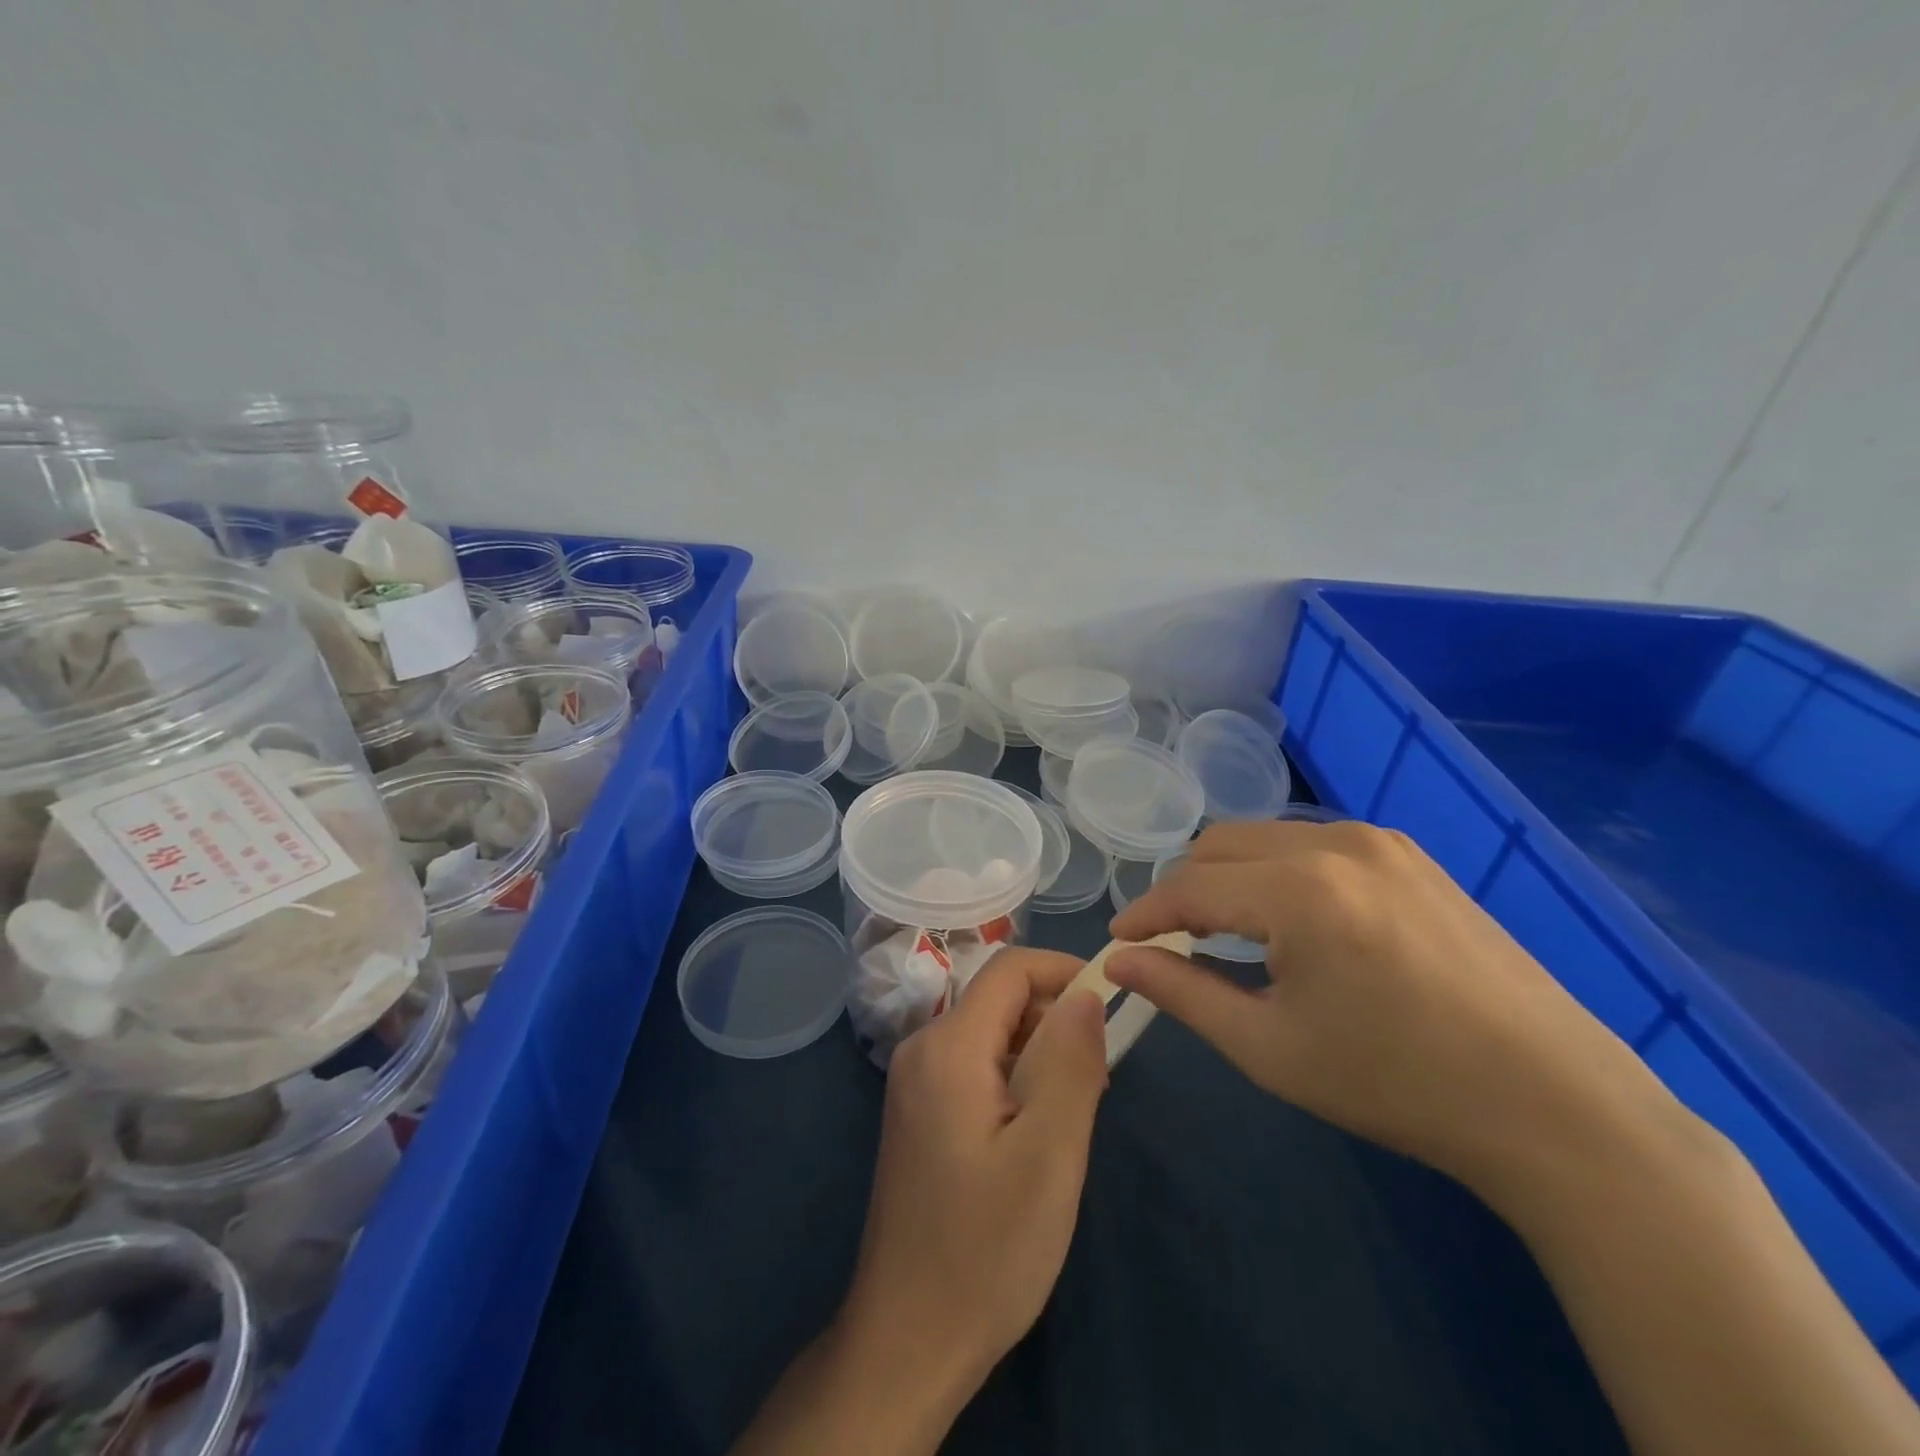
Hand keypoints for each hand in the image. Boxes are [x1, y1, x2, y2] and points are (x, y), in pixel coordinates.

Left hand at [840, 947, 1107, 1411]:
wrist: (910, 1339)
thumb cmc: (987, 1249)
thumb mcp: (1050, 1154)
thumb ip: (1070, 1062)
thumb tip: (1086, 992)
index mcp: (948, 1046)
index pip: (1010, 969)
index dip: (1064, 971)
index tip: (1113, 1003)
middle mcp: (922, 1048)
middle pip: (1000, 999)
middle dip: (1055, 1020)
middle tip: (1099, 1081)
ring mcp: (915, 1082)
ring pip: (991, 1033)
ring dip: (1039, 1053)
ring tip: (1073, 1114)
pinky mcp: (919, 1111)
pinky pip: (976, 1066)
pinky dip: (1016, 1078)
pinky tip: (1035, 1133)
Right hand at [1106, 819, 1673, 1195]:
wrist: (1555, 1105)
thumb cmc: (1397, 1084)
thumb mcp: (1271, 1048)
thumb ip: (1183, 993)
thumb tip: (1118, 962)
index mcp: (1299, 890)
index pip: (1189, 886)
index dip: (1146, 914)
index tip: (1120, 944)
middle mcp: (1335, 843)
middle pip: (1220, 846)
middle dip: (1183, 890)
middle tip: (1173, 944)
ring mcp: (1380, 841)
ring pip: (1265, 838)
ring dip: (1229, 877)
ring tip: (1228, 934)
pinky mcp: (1410, 855)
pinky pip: (1312, 844)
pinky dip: (1277, 872)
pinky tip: (1292, 922)